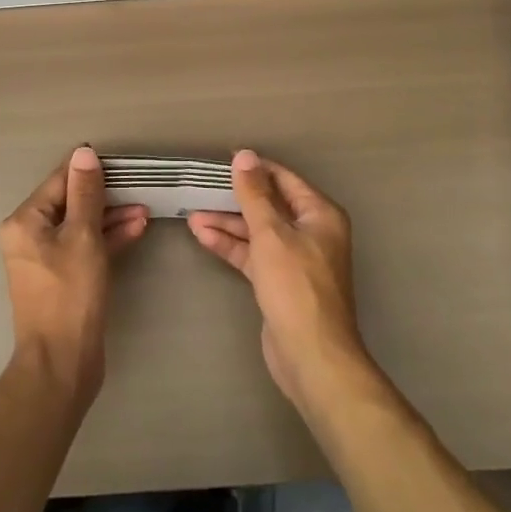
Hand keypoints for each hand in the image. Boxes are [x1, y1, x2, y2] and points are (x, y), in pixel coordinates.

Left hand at [0, 147, 148, 405]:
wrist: (63, 364)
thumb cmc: (70, 295)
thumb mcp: (83, 237)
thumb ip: (86, 193)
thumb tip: (84, 152)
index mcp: (25, 221)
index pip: (59, 180)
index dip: (89, 169)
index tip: (121, 161)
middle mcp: (29, 235)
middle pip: (70, 201)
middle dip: (105, 194)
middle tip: (139, 186)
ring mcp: (46, 258)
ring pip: (81, 225)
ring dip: (112, 216)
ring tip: (145, 209)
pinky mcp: (63, 277)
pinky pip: (85, 247)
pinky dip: (108, 238)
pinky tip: (137, 229)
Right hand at [188, 151, 369, 412]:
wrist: (311, 356)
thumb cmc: (296, 286)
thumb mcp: (271, 233)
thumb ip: (255, 194)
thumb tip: (244, 155)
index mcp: (319, 214)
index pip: (283, 179)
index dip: (254, 168)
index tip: (221, 161)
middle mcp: (311, 232)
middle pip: (269, 205)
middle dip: (235, 197)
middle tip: (201, 186)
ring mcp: (295, 258)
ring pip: (257, 231)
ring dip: (227, 222)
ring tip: (191, 212)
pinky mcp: (279, 281)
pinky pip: (253, 254)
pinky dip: (230, 245)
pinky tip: (202, 235)